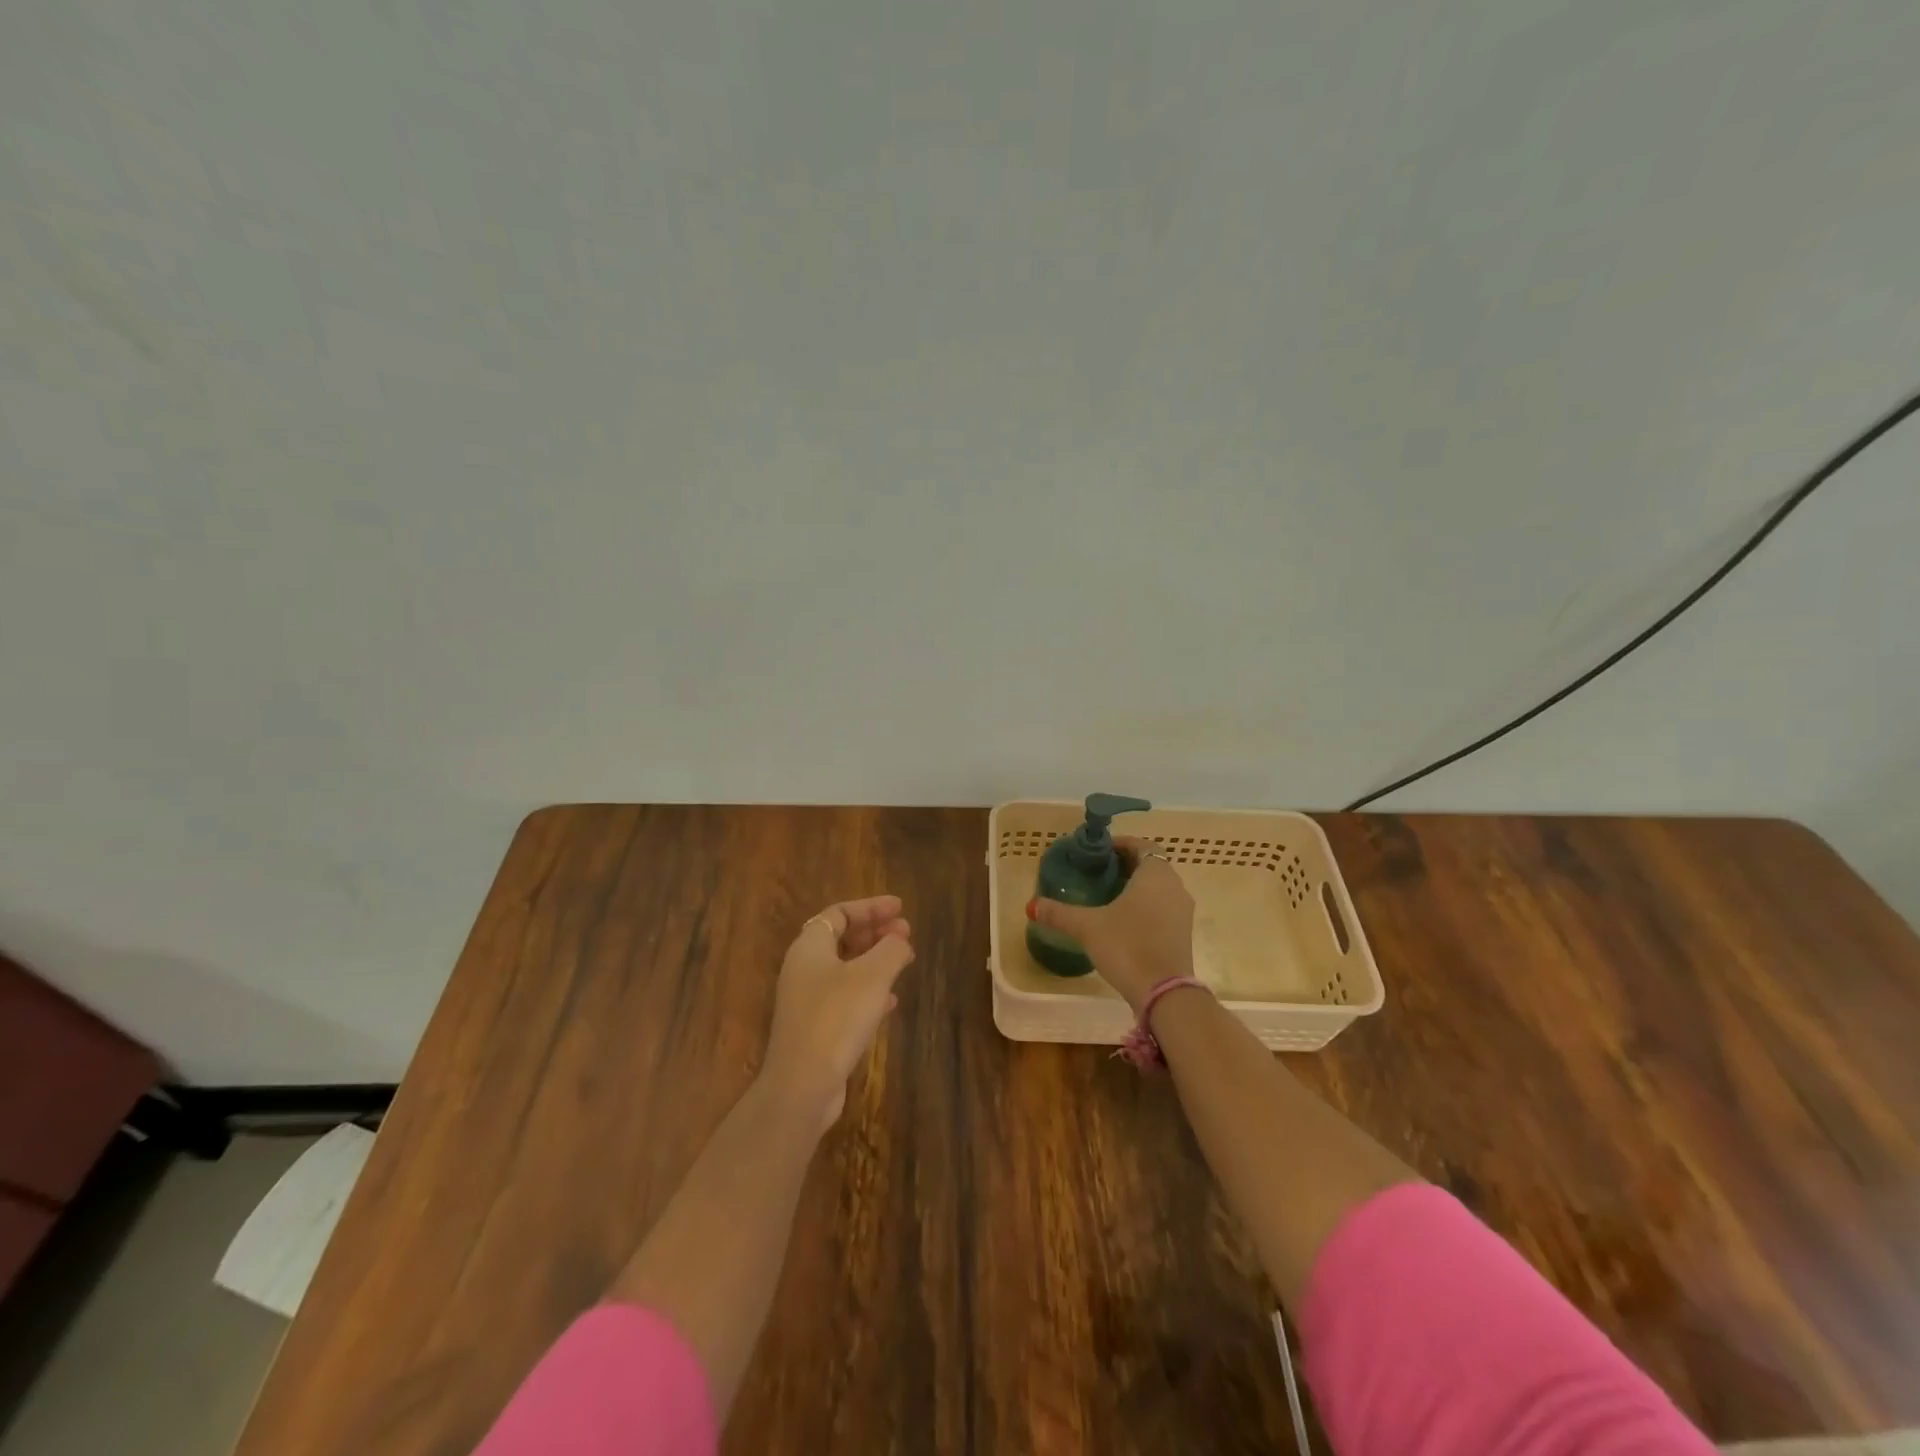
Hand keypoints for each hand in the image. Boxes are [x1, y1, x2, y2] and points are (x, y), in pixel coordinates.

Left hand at [762, 895, 914, 1130]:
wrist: (803, 1085)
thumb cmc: (837, 1018)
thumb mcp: (873, 976)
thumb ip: (891, 950)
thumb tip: (900, 941)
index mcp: (810, 947)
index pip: (839, 913)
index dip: (871, 907)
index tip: (900, 908)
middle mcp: (803, 968)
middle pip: (841, 938)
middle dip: (874, 932)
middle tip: (905, 932)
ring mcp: (807, 1000)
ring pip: (845, 968)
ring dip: (874, 960)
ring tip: (904, 960)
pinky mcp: (815, 1028)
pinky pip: (845, 997)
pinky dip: (869, 990)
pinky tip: (891, 1001)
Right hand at [1031, 837, 1194, 1010]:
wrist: (1164, 994)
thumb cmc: (1127, 947)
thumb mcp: (1087, 927)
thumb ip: (1059, 914)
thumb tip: (1032, 905)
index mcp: (1155, 873)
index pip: (1142, 845)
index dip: (1121, 844)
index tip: (1099, 852)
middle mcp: (1175, 886)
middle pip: (1151, 865)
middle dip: (1126, 865)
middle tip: (1098, 872)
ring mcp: (1183, 911)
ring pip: (1159, 887)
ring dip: (1137, 886)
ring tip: (1108, 895)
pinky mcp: (1184, 933)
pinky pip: (1164, 907)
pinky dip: (1146, 905)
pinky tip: (1124, 920)